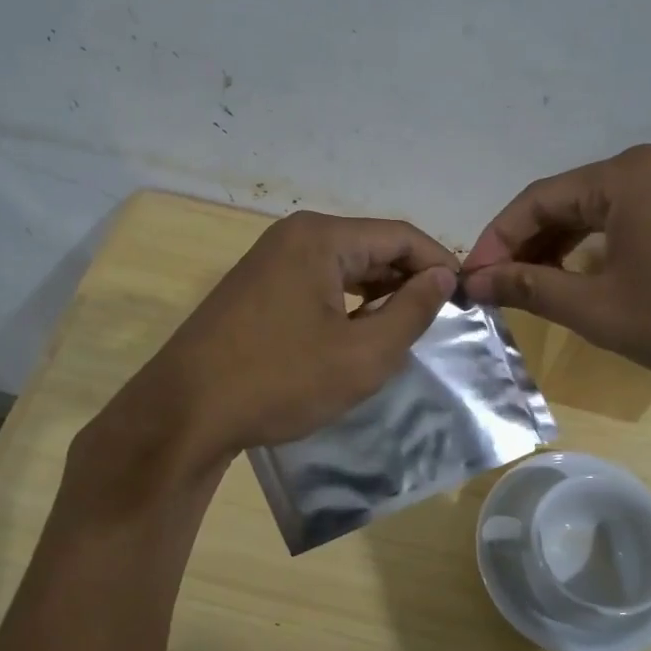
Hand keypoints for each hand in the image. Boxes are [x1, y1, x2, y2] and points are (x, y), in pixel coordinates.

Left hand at [149, 211, 457, 464]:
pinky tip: (359, 333)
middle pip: (371, 247)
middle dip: (409, 280)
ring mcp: (270, 261)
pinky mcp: (256, 288)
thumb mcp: (361, 355)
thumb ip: (411, 311)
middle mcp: (294, 236)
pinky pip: (317, 283)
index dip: (439, 264)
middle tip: (440, 319)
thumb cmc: (279, 381)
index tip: (466, 299)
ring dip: (379, 293)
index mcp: (321, 238)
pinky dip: (347, 303)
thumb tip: (442, 277)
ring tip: (406, 329)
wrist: (185, 414)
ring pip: (344, 267)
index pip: (400, 236)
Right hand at [462, 144, 650, 389]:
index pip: (536, 199)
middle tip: (497, 287)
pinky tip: (582, 278)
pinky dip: (595, 248)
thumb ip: (531, 289)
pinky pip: (627, 220)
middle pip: (565, 201)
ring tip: (531, 287)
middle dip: (526, 245)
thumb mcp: (599, 309)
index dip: (497, 240)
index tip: (472, 280)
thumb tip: (477, 282)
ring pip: (596, 213)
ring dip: (558, 248)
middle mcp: (648, 167)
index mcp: (622, 177)